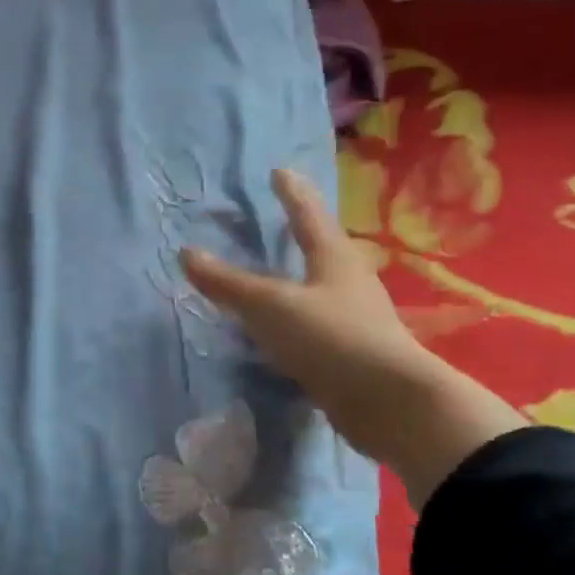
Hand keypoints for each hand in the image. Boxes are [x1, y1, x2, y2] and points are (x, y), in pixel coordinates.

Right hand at [180, 169, 430, 416]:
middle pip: (321, 247)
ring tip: (275, 273)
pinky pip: (315, 323)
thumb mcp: (270, 305)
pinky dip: (295, 317)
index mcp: (333, 257)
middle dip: (301, 232)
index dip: (291, 192)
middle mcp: (348, 281)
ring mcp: (354, 318)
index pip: (308, 214)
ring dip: (299, 276)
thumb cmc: (330, 337)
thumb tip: (185, 252)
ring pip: (320, 286)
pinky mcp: (351, 352)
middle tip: (280, 219)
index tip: (280, 171)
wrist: (389, 403)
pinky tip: (280, 329)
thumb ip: (228, 282)